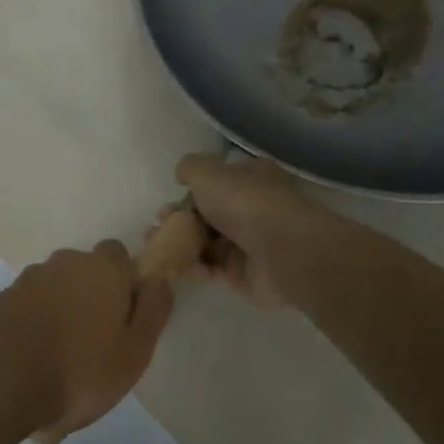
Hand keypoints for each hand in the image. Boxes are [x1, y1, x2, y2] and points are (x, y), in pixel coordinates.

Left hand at [0, 241, 174, 443]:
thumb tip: (161, 276)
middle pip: (83, 273)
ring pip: (52, 292)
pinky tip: (30, 367)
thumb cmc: (79, 370)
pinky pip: (25, 311)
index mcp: (100, 268)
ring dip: (58, 316)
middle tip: (93, 346)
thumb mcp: (134, 351)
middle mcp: (62, 263)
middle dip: (89, 299)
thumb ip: (153, 309)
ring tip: (59, 366)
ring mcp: (25, 281)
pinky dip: (30, 330)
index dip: (124, 281)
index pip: (118, 255)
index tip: (124, 316)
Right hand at [173, 153, 313, 307]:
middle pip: (208, 214)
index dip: (188, 193)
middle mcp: (252, 207)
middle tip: (159, 229)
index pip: (215, 183)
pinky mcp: (247, 274)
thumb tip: (183, 175)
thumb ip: (190, 169)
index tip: (167, 206)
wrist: (283, 250)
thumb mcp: (207, 171)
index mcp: (250, 177)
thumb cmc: (244, 202)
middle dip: (180, 222)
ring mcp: (251, 242)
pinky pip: (215, 269)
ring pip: (208, 243)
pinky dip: (198, 268)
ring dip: (183, 246)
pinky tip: (185, 268)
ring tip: (161, 251)